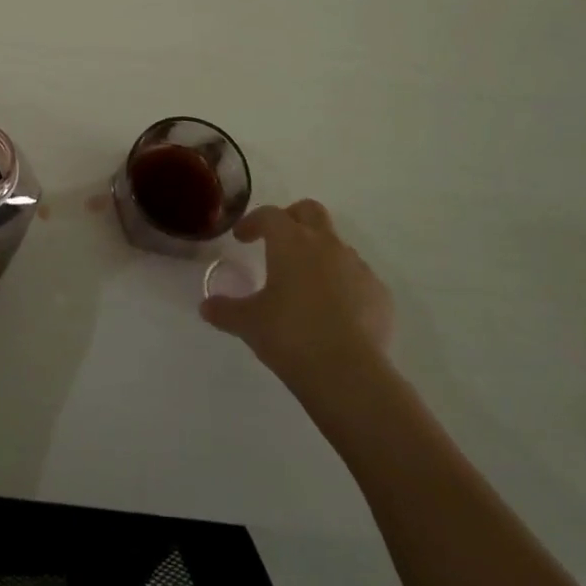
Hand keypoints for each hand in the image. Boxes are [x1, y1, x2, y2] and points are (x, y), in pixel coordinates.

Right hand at [199, 200, 394, 397]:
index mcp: (291, 242)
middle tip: (278, 241)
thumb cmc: (290, 335)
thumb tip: (206, 307)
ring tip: (305, 283)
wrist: (349, 374)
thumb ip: (225, 310)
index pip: (269, 215)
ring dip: (319, 253)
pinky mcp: (379, 294)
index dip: (253, 222)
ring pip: (336, 245)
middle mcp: (326, 244)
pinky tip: (334, 311)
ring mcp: (357, 267)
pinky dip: (344, 284)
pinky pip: (358, 277)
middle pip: (310, 211)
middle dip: (292, 218)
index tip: (242, 238)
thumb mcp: (248, 323)